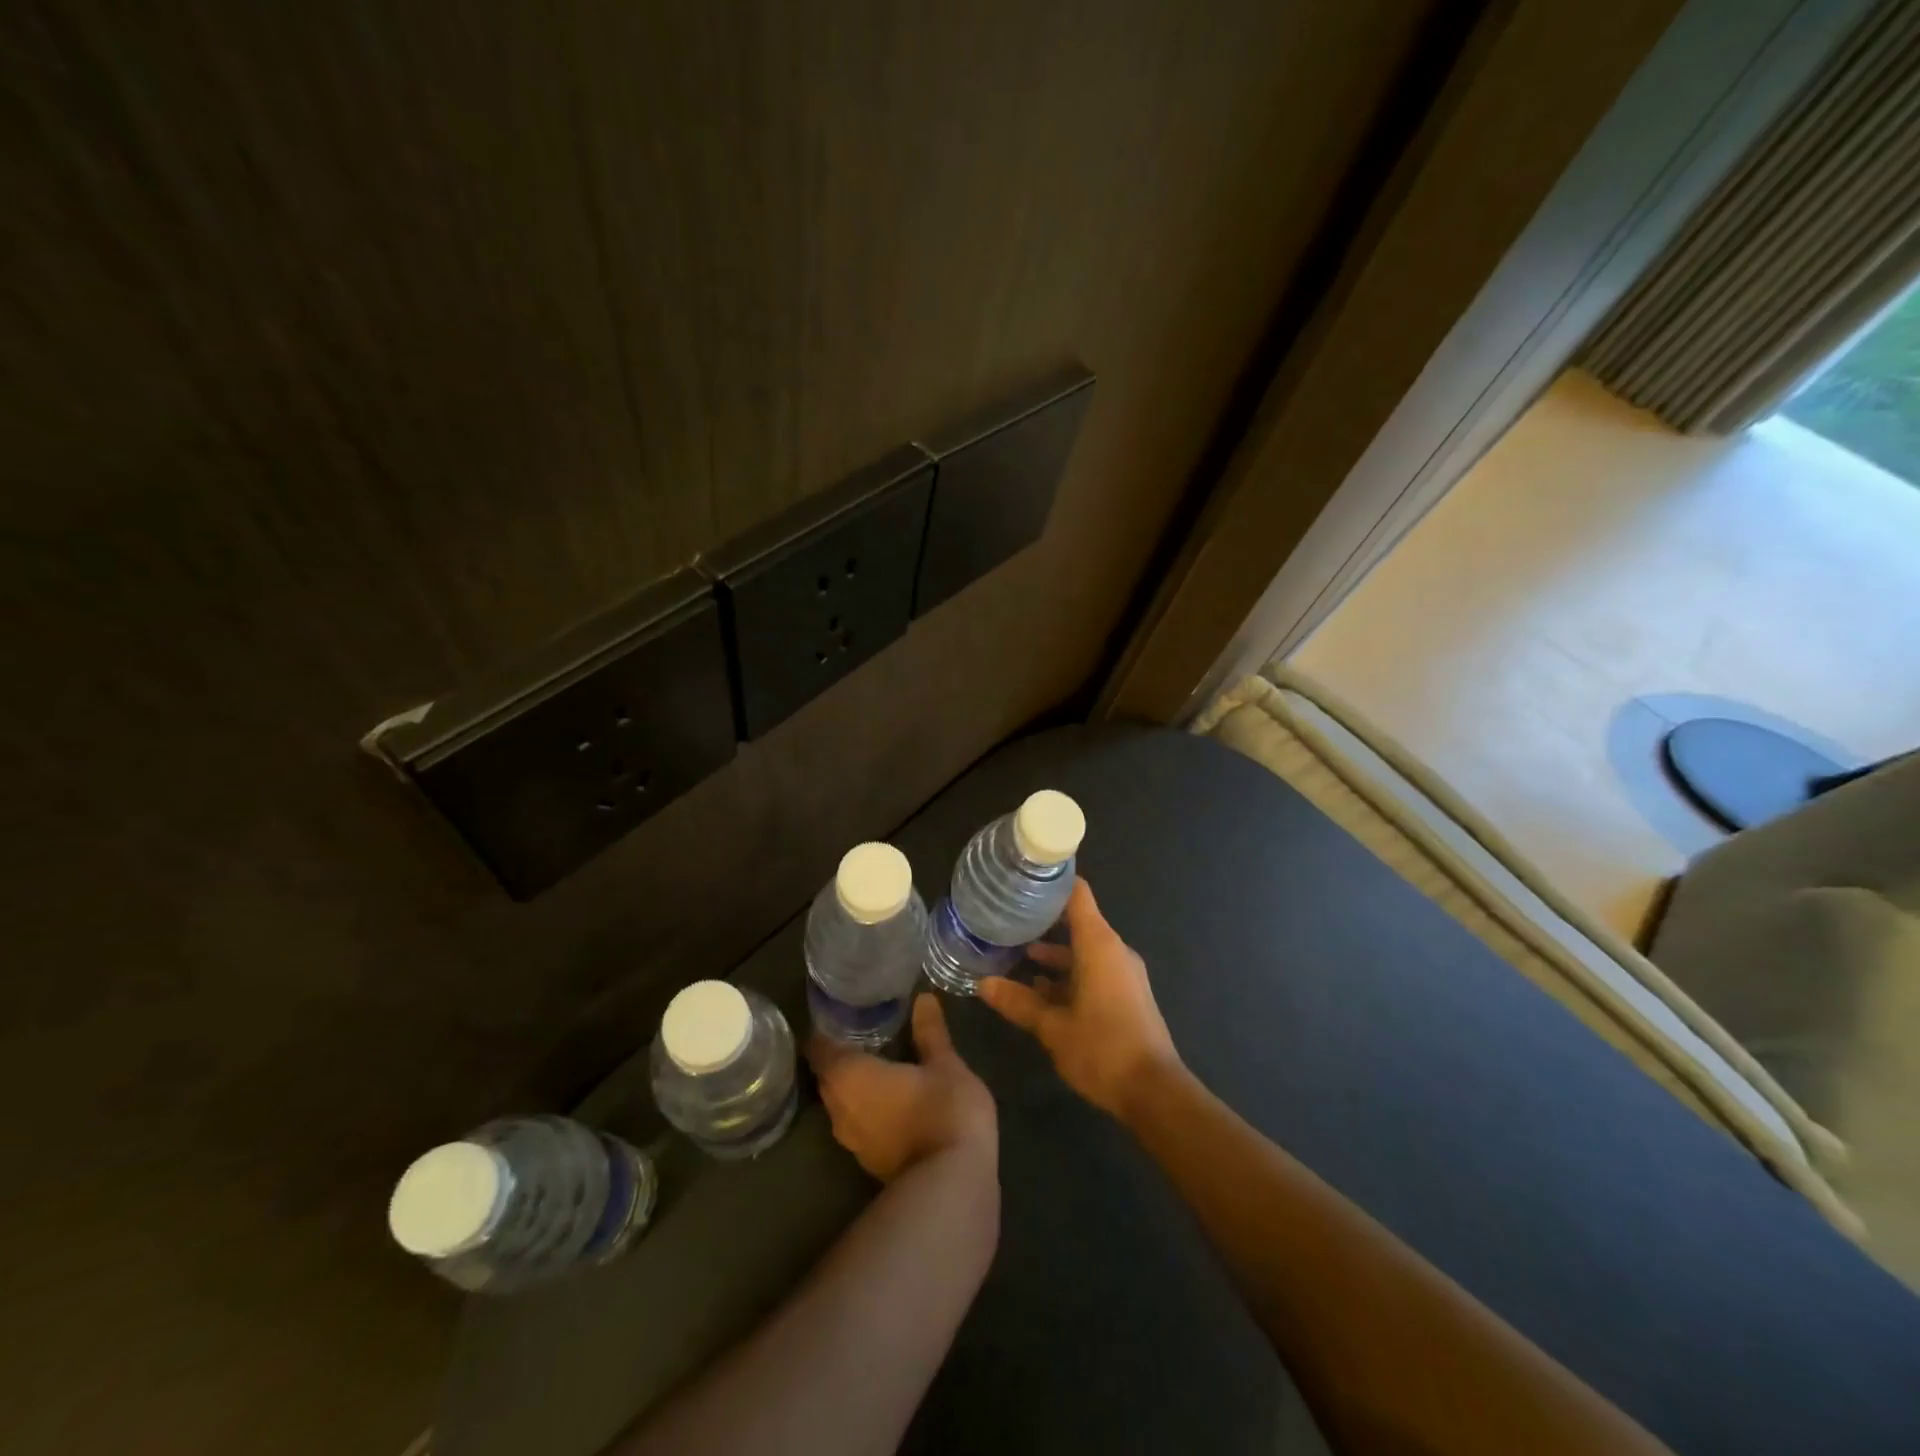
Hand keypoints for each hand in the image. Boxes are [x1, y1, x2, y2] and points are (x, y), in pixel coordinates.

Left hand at [807, 993, 996, 1182]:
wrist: (953, 1187)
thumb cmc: (944, 1112)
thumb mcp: (945, 1064)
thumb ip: (930, 1032)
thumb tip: (923, 998)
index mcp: (849, 1077)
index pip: (819, 1048)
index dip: (826, 1030)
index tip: (842, 1014)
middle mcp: (839, 1109)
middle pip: (828, 1076)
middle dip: (841, 1056)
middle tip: (864, 1032)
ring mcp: (852, 1142)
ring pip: (842, 1103)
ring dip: (854, 1085)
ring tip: (878, 1060)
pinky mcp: (869, 1163)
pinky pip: (858, 1123)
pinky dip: (868, 1107)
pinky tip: (890, 1096)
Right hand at [979, 879, 1180, 1118]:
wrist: (1154, 1093)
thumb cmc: (1102, 1048)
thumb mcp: (1052, 1026)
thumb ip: (1018, 1002)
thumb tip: (982, 983)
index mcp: (1099, 944)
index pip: (1077, 895)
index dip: (1051, 883)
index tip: (1022, 879)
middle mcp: (1114, 951)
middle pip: (1077, 922)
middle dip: (1043, 923)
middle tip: (1006, 920)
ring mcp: (1123, 974)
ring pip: (1083, 952)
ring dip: (1053, 956)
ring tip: (1016, 957)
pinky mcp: (1126, 996)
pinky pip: (1093, 972)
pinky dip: (1068, 976)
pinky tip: (1039, 992)